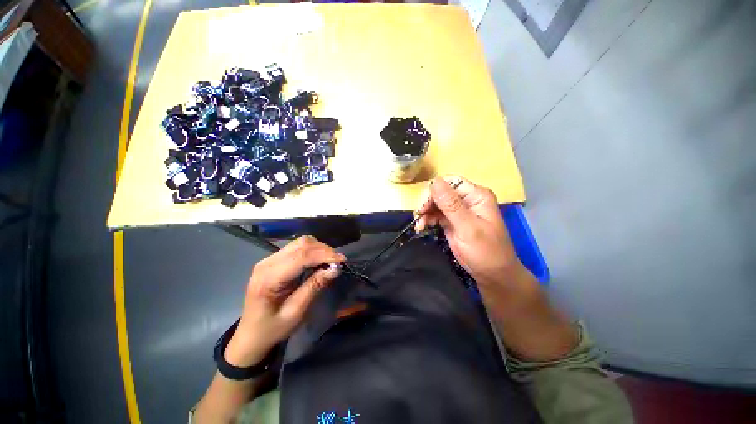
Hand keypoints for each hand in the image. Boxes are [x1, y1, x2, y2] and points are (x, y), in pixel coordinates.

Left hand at [225, 236, 344, 366]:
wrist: (250, 336)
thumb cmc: (272, 329)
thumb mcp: (295, 312)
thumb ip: (314, 287)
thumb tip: (335, 269)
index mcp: (269, 278)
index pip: (301, 256)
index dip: (324, 254)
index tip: (342, 260)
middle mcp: (267, 263)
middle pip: (301, 244)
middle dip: (324, 250)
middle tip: (338, 262)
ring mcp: (269, 259)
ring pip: (300, 243)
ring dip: (319, 249)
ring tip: (330, 261)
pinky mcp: (273, 260)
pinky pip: (297, 248)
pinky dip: (312, 251)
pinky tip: (319, 260)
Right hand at [415, 176, 522, 285]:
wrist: (492, 275)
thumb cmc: (486, 251)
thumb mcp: (468, 227)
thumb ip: (451, 205)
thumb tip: (434, 181)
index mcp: (476, 195)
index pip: (450, 182)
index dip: (434, 191)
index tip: (423, 206)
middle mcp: (467, 199)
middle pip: (440, 192)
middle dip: (428, 203)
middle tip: (419, 216)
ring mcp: (458, 210)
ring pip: (435, 203)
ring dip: (425, 212)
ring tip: (420, 225)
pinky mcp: (451, 221)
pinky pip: (435, 214)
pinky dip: (427, 219)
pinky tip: (422, 227)